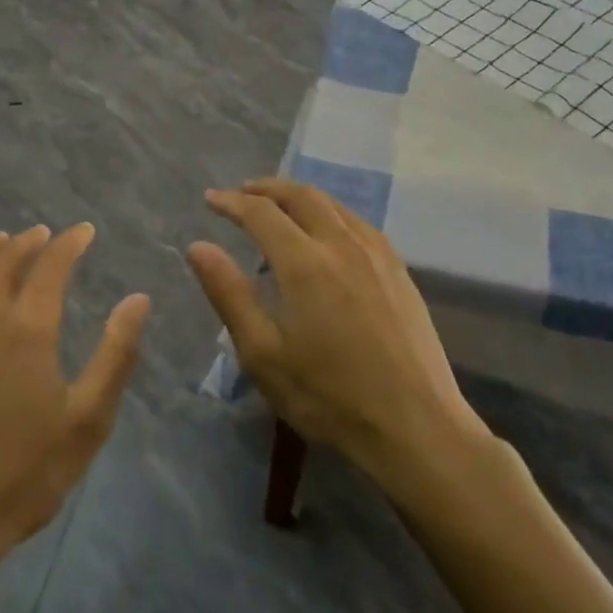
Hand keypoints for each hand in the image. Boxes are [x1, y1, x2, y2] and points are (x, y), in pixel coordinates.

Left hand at [0, 224, 148, 589]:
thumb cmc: (21, 474)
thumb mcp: (86, 421)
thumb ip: (115, 354)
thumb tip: (138, 299)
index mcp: (27, 328)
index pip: (51, 266)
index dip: (70, 244)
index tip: (84, 231)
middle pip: (5, 261)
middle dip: (29, 242)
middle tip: (44, 234)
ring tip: (4, 240)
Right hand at [187, 179, 486, 480]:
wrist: (414, 424)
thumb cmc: (328, 396)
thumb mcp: (263, 353)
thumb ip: (229, 294)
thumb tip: (198, 247)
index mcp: (304, 263)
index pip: (261, 213)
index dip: (231, 202)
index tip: (210, 199)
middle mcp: (342, 245)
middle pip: (301, 196)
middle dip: (267, 188)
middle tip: (242, 193)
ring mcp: (376, 255)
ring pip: (334, 205)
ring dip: (300, 196)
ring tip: (280, 205)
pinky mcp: (399, 270)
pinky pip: (359, 223)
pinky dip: (332, 212)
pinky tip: (329, 230)